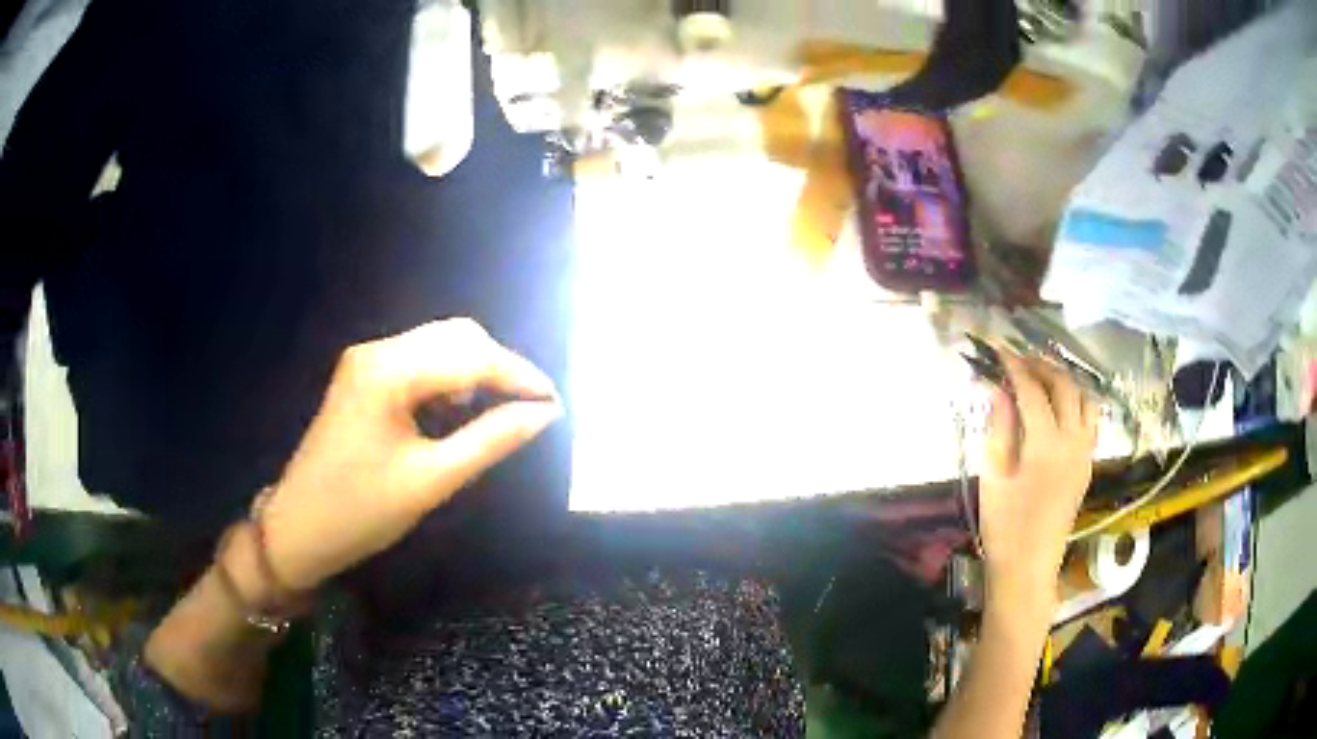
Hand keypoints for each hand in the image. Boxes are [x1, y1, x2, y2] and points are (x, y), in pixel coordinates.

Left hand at [257, 318, 562, 590]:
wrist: (298, 527)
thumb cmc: (360, 511)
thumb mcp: (431, 480)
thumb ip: (491, 440)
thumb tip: (544, 414)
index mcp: (388, 372)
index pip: (471, 356)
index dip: (520, 376)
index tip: (557, 403)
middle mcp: (377, 351)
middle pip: (457, 336)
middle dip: (501, 367)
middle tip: (532, 408)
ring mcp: (367, 361)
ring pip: (440, 345)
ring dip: (477, 370)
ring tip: (503, 410)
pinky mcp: (365, 376)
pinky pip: (420, 361)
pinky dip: (451, 378)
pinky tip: (460, 409)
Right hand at [979, 352, 1096, 620]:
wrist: (1028, 566)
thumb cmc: (1004, 525)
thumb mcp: (993, 475)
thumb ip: (1000, 427)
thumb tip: (999, 389)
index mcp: (1046, 443)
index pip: (1033, 390)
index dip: (1015, 367)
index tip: (999, 350)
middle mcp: (1073, 440)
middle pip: (1064, 386)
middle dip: (1042, 367)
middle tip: (1019, 361)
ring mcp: (1085, 451)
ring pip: (1084, 399)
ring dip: (1064, 381)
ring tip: (1042, 378)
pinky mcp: (1087, 463)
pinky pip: (1090, 419)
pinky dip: (1076, 402)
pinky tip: (1060, 408)